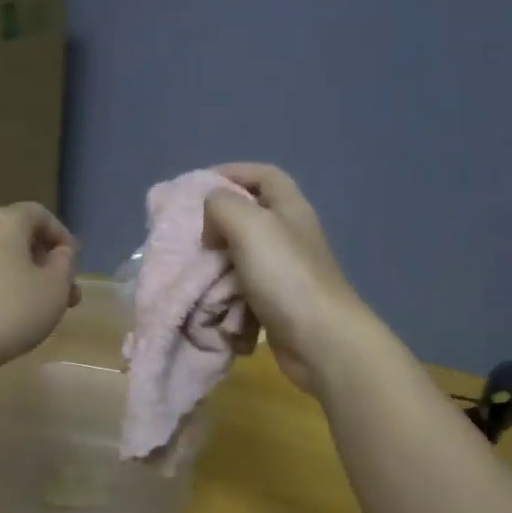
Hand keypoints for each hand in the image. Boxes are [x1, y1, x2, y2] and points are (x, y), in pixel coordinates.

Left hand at [0, 202, 79, 379]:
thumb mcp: (54, 290)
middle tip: (62, 293)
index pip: (39, 214)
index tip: (74, 263)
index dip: (62, 235)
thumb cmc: (9, 311)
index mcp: (3, 222)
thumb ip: (64, 265)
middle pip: (15, 237)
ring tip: (34, 310)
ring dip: (19, 278)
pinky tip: (0, 319)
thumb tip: (59, 253)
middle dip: (43, 262)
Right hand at [202, 164, 364, 393]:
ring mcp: (287, 272)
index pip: (263, 175)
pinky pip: (246, 291)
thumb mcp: (249, 225)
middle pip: (251, 216)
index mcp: (290, 209)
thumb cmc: (285, 275)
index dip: (232, 172)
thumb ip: (222, 206)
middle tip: (192, 234)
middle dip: (218, 223)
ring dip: (219, 263)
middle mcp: (291, 236)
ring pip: (244, 257)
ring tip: (195, 270)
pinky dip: (228, 295)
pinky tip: (213, 301)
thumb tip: (212, 219)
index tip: (197, 186)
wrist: (320, 340)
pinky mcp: (280, 303)